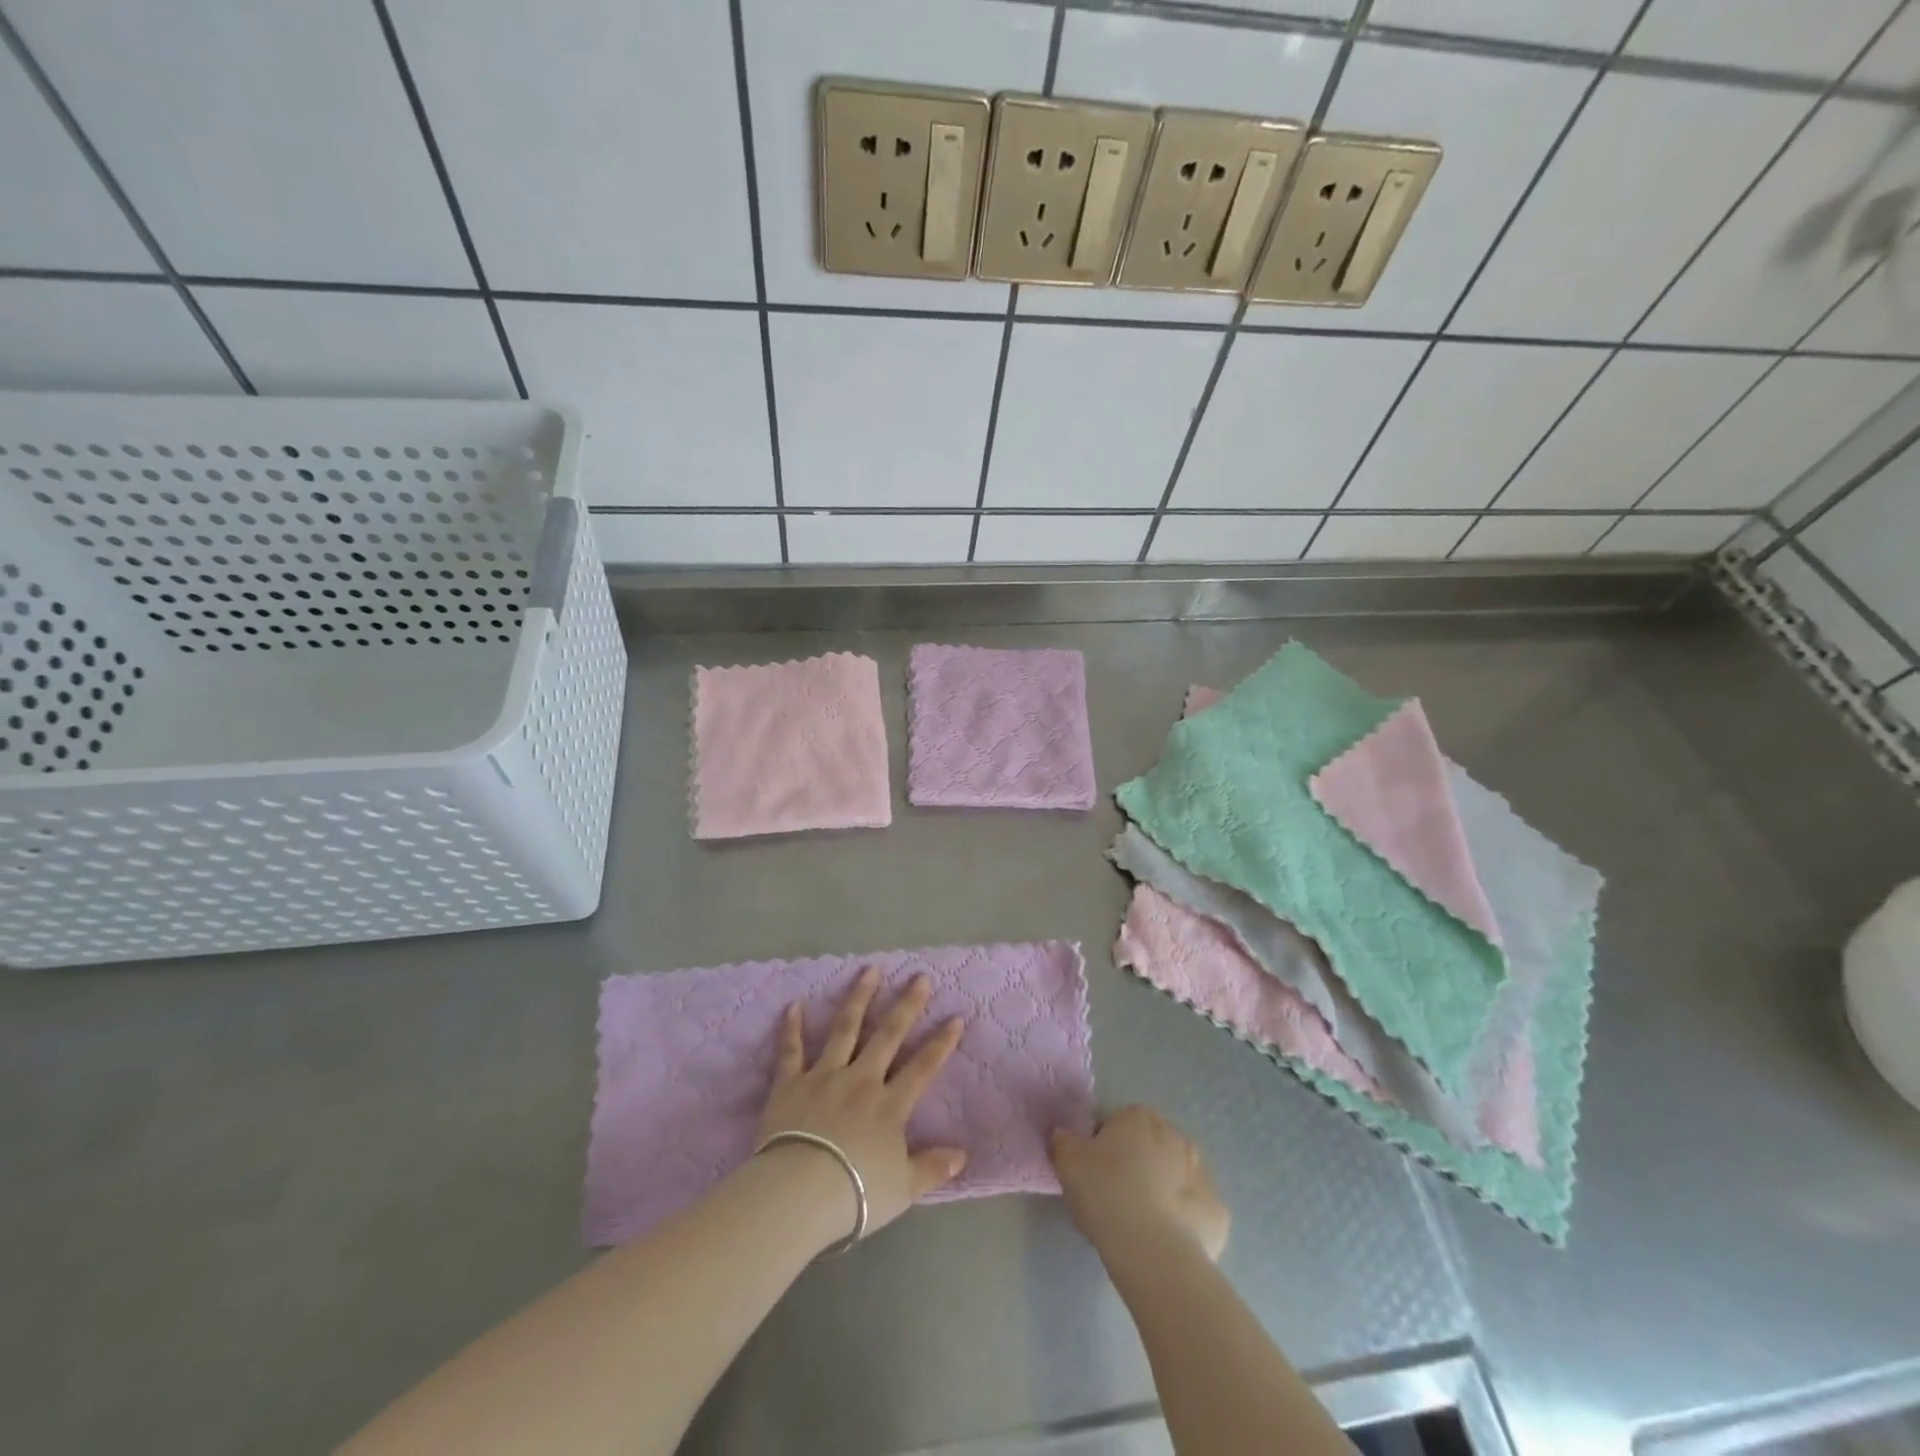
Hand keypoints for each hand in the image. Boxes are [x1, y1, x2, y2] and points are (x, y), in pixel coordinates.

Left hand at [758, 967, 967, 1241]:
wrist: (799, 1193)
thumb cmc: (855, 1194)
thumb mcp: (903, 1189)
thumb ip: (931, 1168)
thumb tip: (962, 1154)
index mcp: (889, 1105)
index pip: (922, 1067)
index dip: (941, 1042)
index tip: (955, 1016)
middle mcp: (861, 1080)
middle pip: (888, 1035)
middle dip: (906, 1005)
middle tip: (919, 977)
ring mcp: (824, 1076)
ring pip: (845, 1029)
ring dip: (859, 998)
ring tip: (870, 970)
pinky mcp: (790, 1083)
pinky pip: (791, 1050)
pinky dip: (792, 1027)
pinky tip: (795, 1004)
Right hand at [1050, 1105, 1229, 1268]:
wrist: (1154, 1252)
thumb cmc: (1107, 1195)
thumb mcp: (1067, 1162)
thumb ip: (1063, 1141)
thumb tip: (1063, 1135)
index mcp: (1140, 1118)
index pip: (1117, 1123)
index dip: (1103, 1147)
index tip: (1093, 1174)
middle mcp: (1177, 1135)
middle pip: (1150, 1147)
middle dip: (1136, 1165)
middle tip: (1115, 1197)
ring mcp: (1203, 1173)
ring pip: (1175, 1177)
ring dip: (1162, 1190)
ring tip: (1140, 1224)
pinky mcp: (1218, 1211)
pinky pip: (1194, 1211)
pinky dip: (1183, 1222)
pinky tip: (1165, 1242)